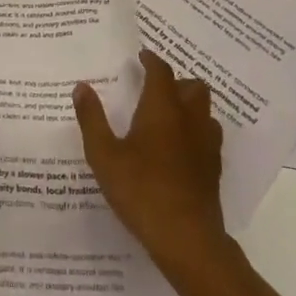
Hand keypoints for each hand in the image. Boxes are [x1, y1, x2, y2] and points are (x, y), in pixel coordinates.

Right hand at [73, 50, 229, 270]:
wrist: (186, 239)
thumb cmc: (141, 190)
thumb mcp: (104, 155)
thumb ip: (92, 119)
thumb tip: (81, 87)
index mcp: (162, 108)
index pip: (161, 72)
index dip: (152, 60)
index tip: (142, 56)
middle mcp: (189, 119)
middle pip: (193, 86)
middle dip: (176, 81)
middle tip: (155, 87)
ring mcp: (206, 145)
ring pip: (205, 111)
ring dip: (190, 105)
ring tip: (169, 115)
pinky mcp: (213, 169)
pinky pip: (208, 136)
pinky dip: (195, 131)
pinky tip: (180, 148)